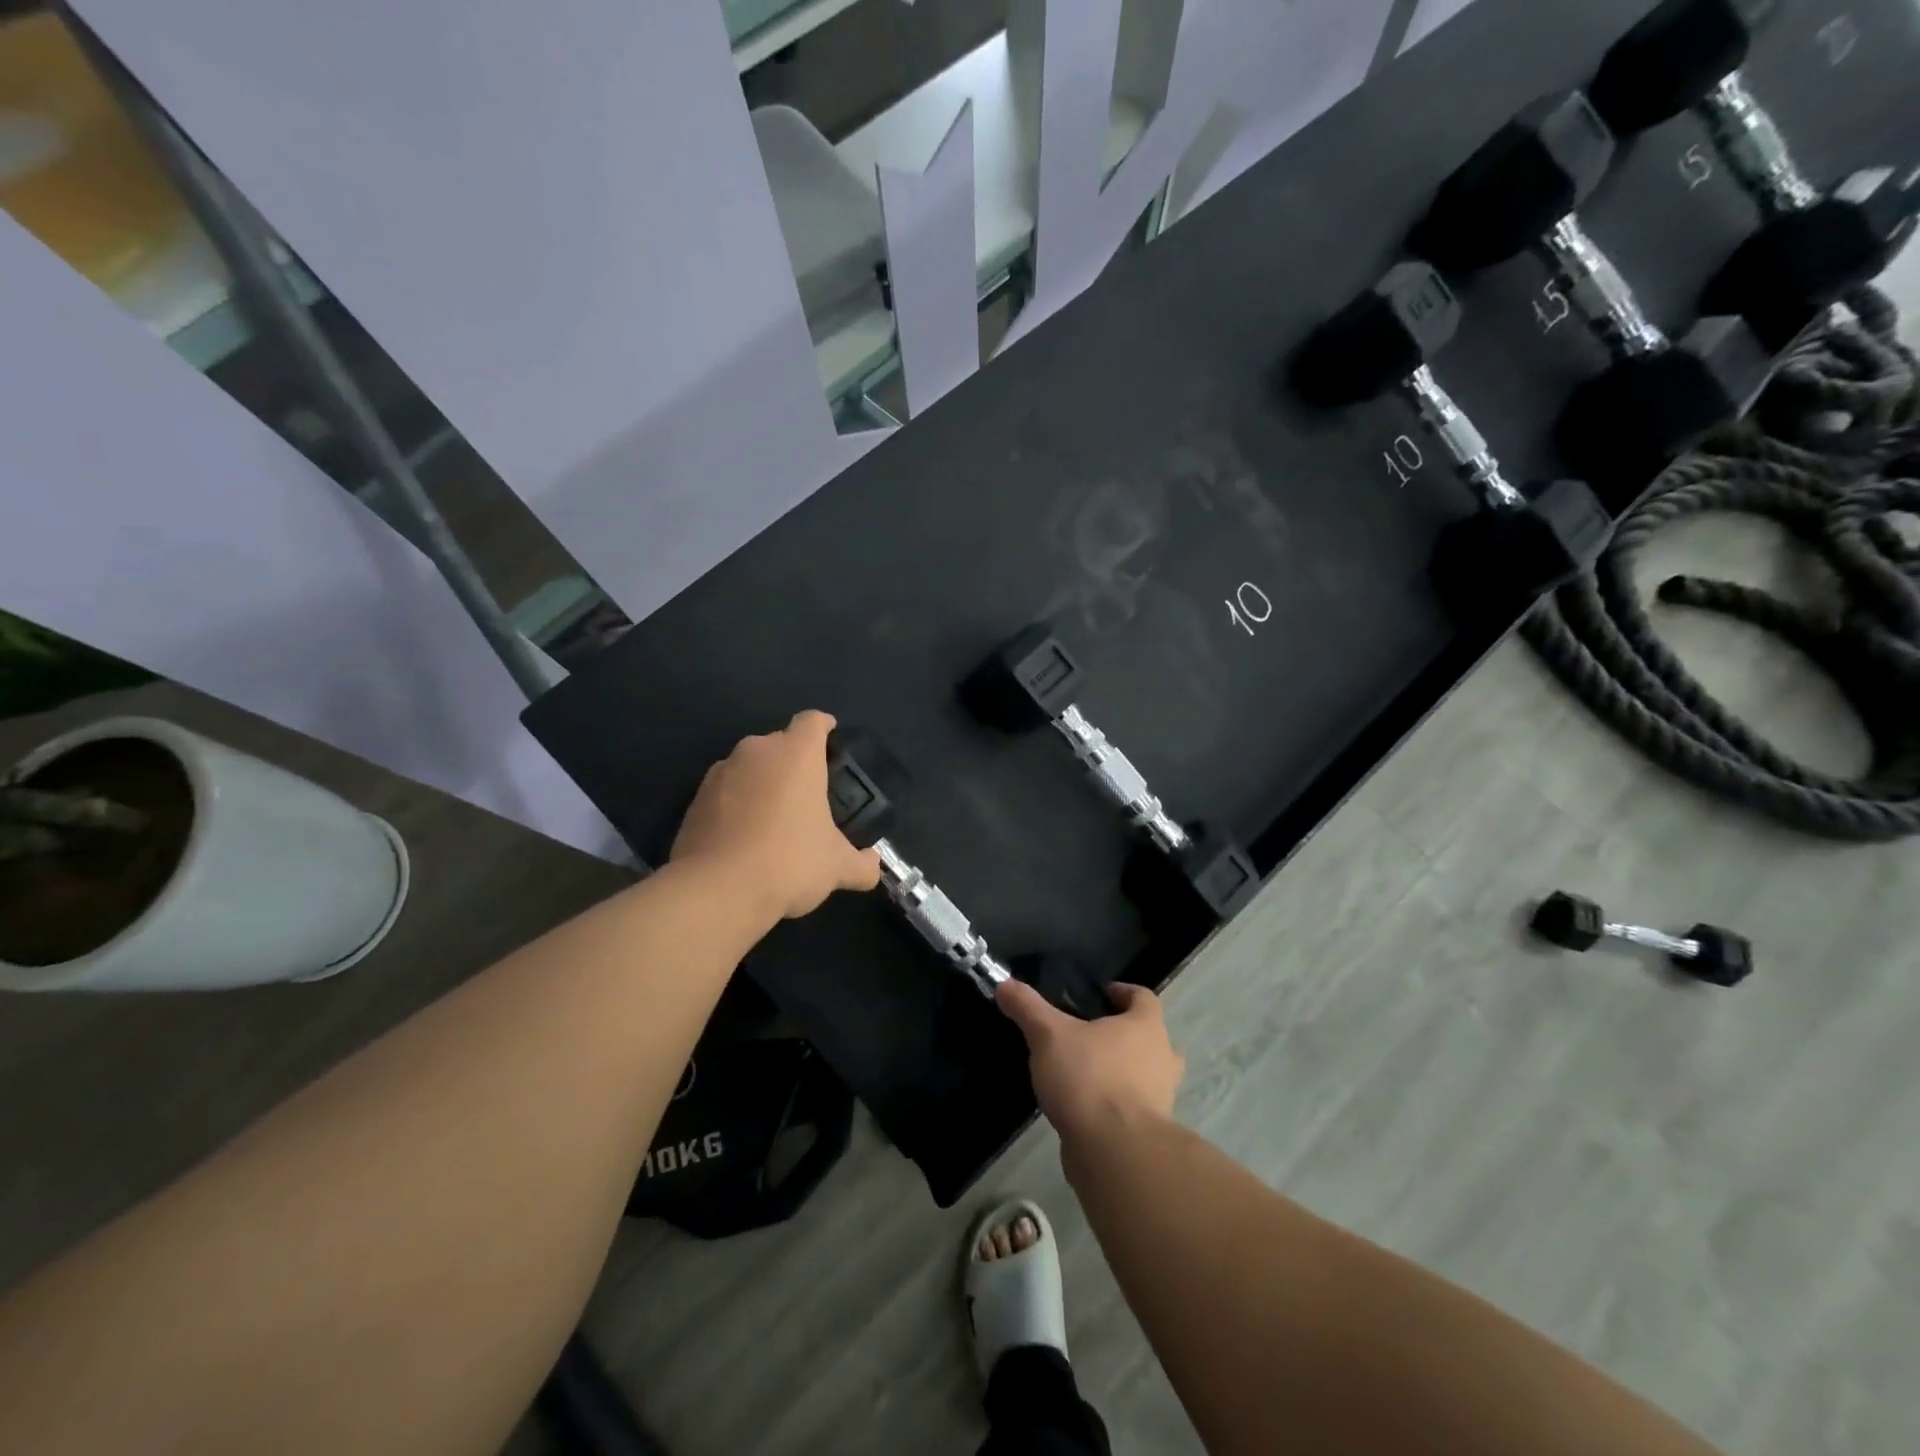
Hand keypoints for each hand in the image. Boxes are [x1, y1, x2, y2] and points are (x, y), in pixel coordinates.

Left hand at [670, 710, 880, 922]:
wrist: (717, 891)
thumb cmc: (789, 862)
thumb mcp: (837, 868)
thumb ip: (861, 864)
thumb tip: (873, 865)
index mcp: (796, 754)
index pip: (812, 721)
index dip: (824, 727)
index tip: (831, 738)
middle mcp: (756, 752)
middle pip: (780, 743)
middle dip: (794, 763)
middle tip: (808, 795)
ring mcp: (720, 773)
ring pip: (749, 767)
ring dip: (763, 784)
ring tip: (774, 819)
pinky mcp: (695, 799)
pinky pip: (725, 792)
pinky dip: (737, 805)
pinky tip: (745, 838)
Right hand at [996, 980, 1184, 1152]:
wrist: (1115, 1153)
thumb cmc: (1089, 1078)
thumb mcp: (1048, 1035)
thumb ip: (1028, 1008)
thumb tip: (1005, 984)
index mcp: (1146, 1027)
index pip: (1144, 997)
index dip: (1124, 992)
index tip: (1103, 993)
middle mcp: (1162, 1058)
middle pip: (1149, 1037)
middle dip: (1124, 1034)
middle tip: (1091, 1034)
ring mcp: (1161, 1098)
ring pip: (1144, 1075)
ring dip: (1122, 1071)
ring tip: (1085, 1071)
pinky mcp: (1150, 1132)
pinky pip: (1134, 1107)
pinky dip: (1114, 1103)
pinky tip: (1085, 1107)